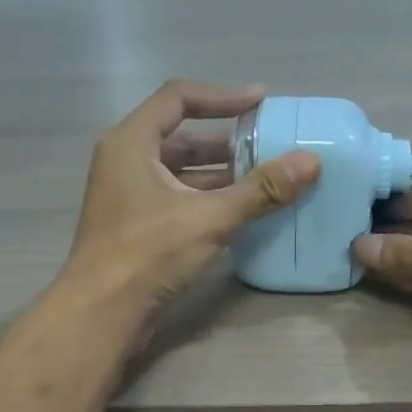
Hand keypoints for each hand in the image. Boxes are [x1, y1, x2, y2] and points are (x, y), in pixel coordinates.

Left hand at [63, 80, 320, 306]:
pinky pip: (177, 201)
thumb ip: (260, 190)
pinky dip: (208, 201)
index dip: (223, 96)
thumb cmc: (147, 254)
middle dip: (227, 142)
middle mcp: (126, 162)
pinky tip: (240, 214)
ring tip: (264, 181)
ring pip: (180, 173)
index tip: (262, 102)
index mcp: (131, 143)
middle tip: (269, 147)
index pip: (179, 98)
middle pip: (181, 137)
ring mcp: (128, 197)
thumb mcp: (209, 218)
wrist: (101, 314)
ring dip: (220, 175)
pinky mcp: (136, 228)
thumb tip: (310, 162)